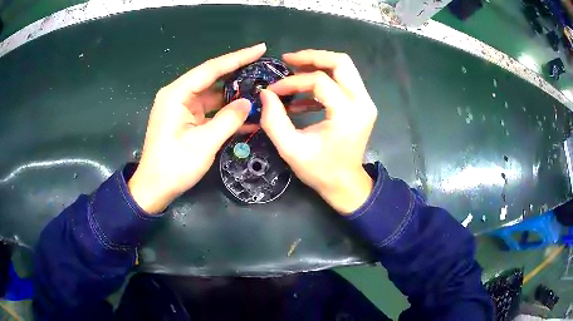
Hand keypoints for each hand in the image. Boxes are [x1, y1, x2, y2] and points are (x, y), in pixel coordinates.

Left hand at [128, 44, 265, 213]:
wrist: (154, 188)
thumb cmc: (174, 166)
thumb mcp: (204, 144)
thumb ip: (228, 120)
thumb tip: (249, 102)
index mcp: (176, 95)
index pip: (211, 69)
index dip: (237, 58)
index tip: (260, 48)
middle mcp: (177, 95)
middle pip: (211, 77)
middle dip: (237, 72)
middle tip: (263, 66)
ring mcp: (181, 107)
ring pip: (212, 94)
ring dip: (233, 93)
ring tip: (259, 87)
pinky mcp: (185, 118)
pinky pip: (208, 108)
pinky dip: (224, 110)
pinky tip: (245, 111)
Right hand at [260, 50, 376, 213]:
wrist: (345, 184)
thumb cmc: (320, 171)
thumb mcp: (291, 149)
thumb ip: (274, 120)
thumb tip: (265, 93)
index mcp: (348, 114)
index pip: (319, 81)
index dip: (292, 82)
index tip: (273, 90)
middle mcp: (362, 102)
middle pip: (341, 62)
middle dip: (312, 57)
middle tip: (288, 60)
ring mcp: (365, 103)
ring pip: (344, 68)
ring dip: (318, 66)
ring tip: (293, 72)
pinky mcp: (362, 105)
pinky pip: (343, 82)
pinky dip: (323, 82)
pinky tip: (303, 96)